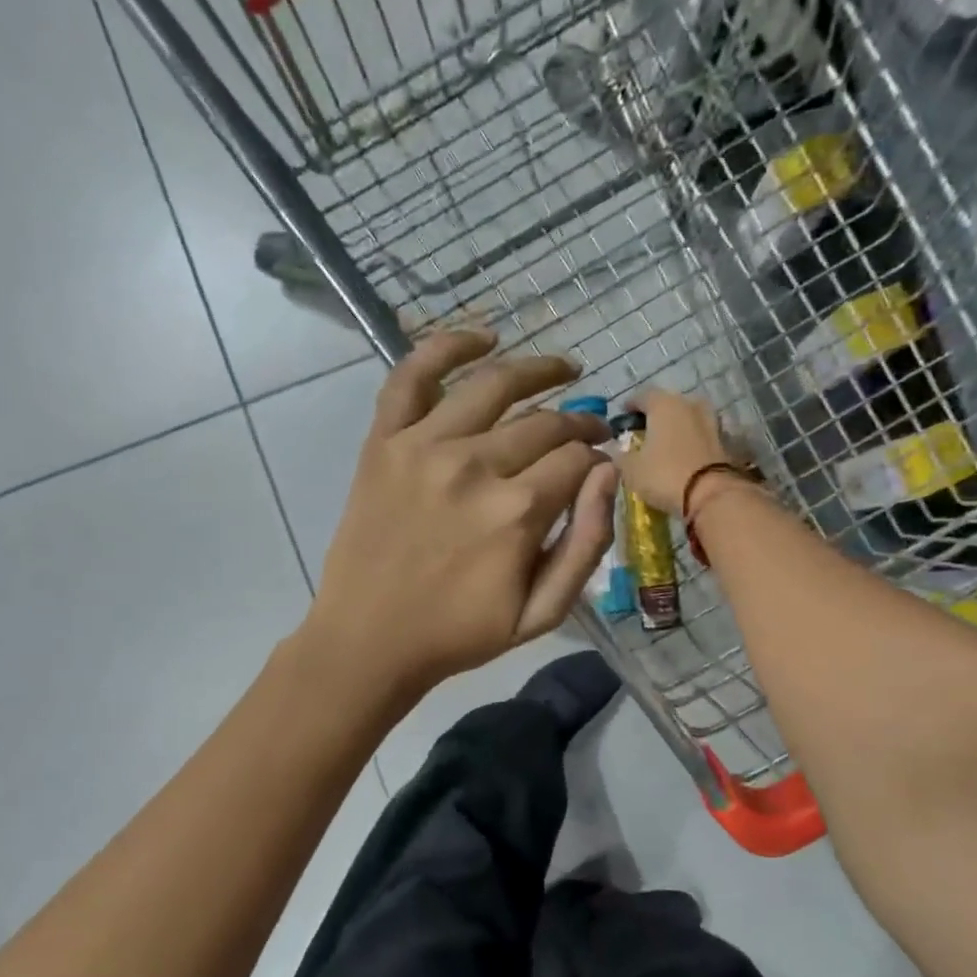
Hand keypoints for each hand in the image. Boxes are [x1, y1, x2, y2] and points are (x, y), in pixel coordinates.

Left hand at [306, 330, 618, 697]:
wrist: (369, 639)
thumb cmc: (459, 634)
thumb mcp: (542, 613)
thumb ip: (586, 544)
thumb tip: (608, 473)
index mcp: (517, 512)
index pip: (576, 457)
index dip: (597, 455)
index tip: (600, 461)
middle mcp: (474, 465)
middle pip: (544, 421)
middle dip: (578, 420)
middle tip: (589, 424)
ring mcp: (423, 447)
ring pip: (493, 384)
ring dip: (537, 369)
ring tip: (562, 367)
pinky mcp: (384, 442)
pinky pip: (412, 375)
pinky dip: (448, 346)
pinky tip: (483, 337)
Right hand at [610, 387, 734, 513]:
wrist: (712, 495)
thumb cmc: (664, 475)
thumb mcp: (630, 469)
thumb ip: (621, 455)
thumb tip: (618, 450)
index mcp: (664, 404)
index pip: (642, 396)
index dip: (630, 406)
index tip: (622, 419)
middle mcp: (689, 404)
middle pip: (668, 404)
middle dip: (655, 417)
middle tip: (643, 434)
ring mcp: (711, 420)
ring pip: (687, 418)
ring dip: (676, 428)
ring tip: (664, 446)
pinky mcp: (725, 441)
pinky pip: (701, 436)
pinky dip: (691, 442)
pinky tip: (683, 456)